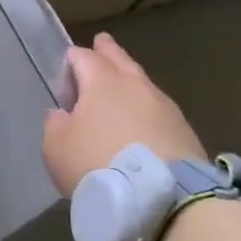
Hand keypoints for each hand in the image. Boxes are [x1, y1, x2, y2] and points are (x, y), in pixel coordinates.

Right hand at [42, 33, 208, 196]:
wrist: (163, 198)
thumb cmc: (98, 166)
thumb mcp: (56, 148)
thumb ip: (55, 124)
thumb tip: (62, 114)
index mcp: (102, 82)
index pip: (83, 57)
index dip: (72, 61)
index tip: (66, 72)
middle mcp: (135, 86)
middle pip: (119, 60)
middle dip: (107, 51)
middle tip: (102, 42)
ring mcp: (165, 107)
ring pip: (142, 83)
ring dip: (130, 82)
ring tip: (123, 85)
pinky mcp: (184, 131)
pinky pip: (158, 110)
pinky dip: (147, 111)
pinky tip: (142, 122)